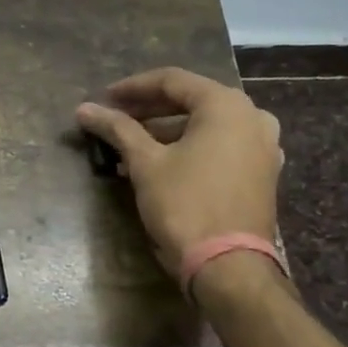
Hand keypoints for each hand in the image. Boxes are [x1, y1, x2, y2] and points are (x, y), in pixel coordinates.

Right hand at [75, 66, 283, 277]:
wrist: (229, 266)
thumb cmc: (185, 205)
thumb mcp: (145, 163)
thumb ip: (117, 129)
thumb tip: (84, 109)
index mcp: (226, 105)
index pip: (172, 81)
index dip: (133, 88)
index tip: (104, 98)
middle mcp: (252, 117)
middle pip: (192, 101)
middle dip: (150, 110)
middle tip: (115, 119)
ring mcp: (263, 147)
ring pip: (207, 126)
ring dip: (168, 131)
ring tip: (131, 146)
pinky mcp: (262, 174)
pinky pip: (221, 147)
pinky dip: (191, 148)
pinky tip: (162, 164)